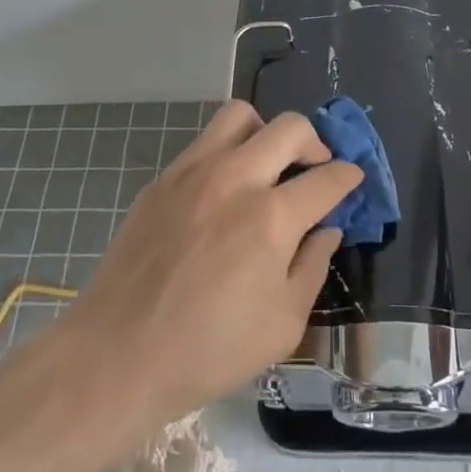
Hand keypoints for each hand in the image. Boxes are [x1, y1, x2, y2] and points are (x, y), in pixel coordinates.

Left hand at [65, 102, 361, 431]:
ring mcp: (194, 172)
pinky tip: (225, 190)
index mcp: (271, 217)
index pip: (326, 179)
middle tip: (316, 167)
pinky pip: (205, 142)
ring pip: (241, 116)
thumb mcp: (282, 325)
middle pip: (290, 127)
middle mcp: (236, 178)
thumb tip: (326, 230)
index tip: (352, 179)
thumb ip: (312, 267)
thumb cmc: (208, 351)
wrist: (118, 354)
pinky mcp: (163, 179)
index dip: (348, 176)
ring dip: (266, 132)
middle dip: (316, 141)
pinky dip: (228, 152)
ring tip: (268, 164)